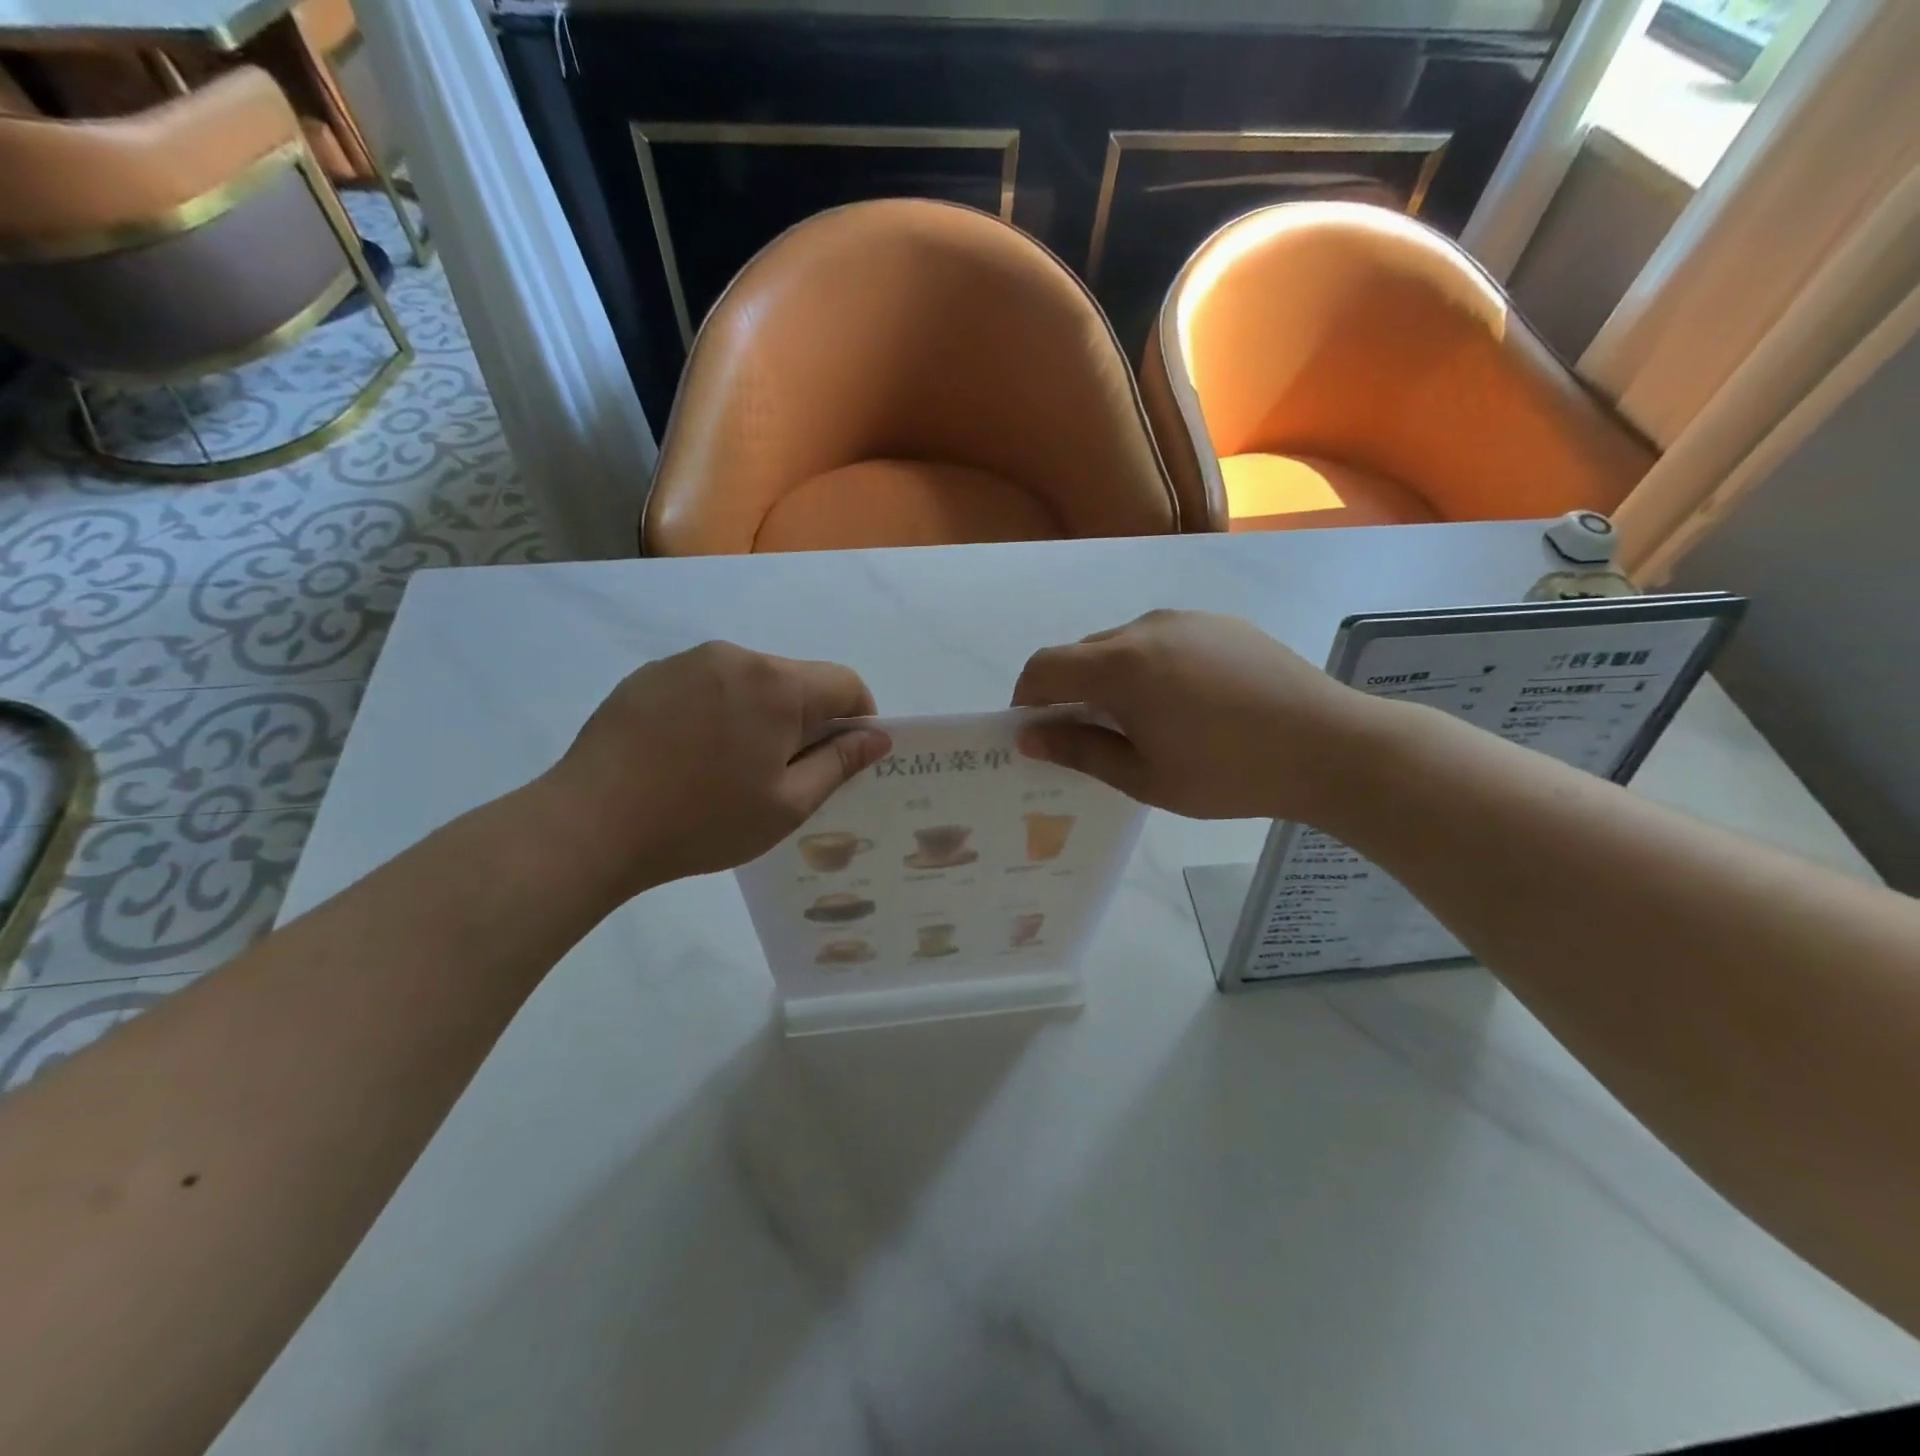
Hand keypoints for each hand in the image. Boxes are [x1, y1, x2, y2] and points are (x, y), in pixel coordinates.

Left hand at [542, 641, 889, 896]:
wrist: (590, 824)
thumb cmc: (702, 820)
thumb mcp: (787, 804)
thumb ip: (840, 763)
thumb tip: (878, 736)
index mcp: (777, 684)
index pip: (845, 684)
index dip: (858, 720)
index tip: (842, 760)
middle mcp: (735, 657)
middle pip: (796, 681)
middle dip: (806, 721)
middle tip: (783, 776)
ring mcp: (686, 662)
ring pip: (751, 682)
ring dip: (760, 716)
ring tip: (730, 769)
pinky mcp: (650, 676)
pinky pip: (707, 685)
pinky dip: (718, 712)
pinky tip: (690, 757)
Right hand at [1011, 610, 1381, 820]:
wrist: (1331, 746)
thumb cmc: (1229, 773)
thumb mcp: (1144, 776)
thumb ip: (1079, 750)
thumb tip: (1028, 736)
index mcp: (1121, 665)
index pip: (1045, 666)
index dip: (1027, 697)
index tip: (1036, 731)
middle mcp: (1147, 627)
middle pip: (1083, 653)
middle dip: (1072, 691)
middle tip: (1093, 737)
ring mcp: (1188, 620)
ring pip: (1124, 644)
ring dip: (1113, 678)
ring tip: (1146, 723)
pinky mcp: (1220, 623)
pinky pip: (1164, 639)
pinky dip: (1152, 667)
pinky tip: (1188, 704)